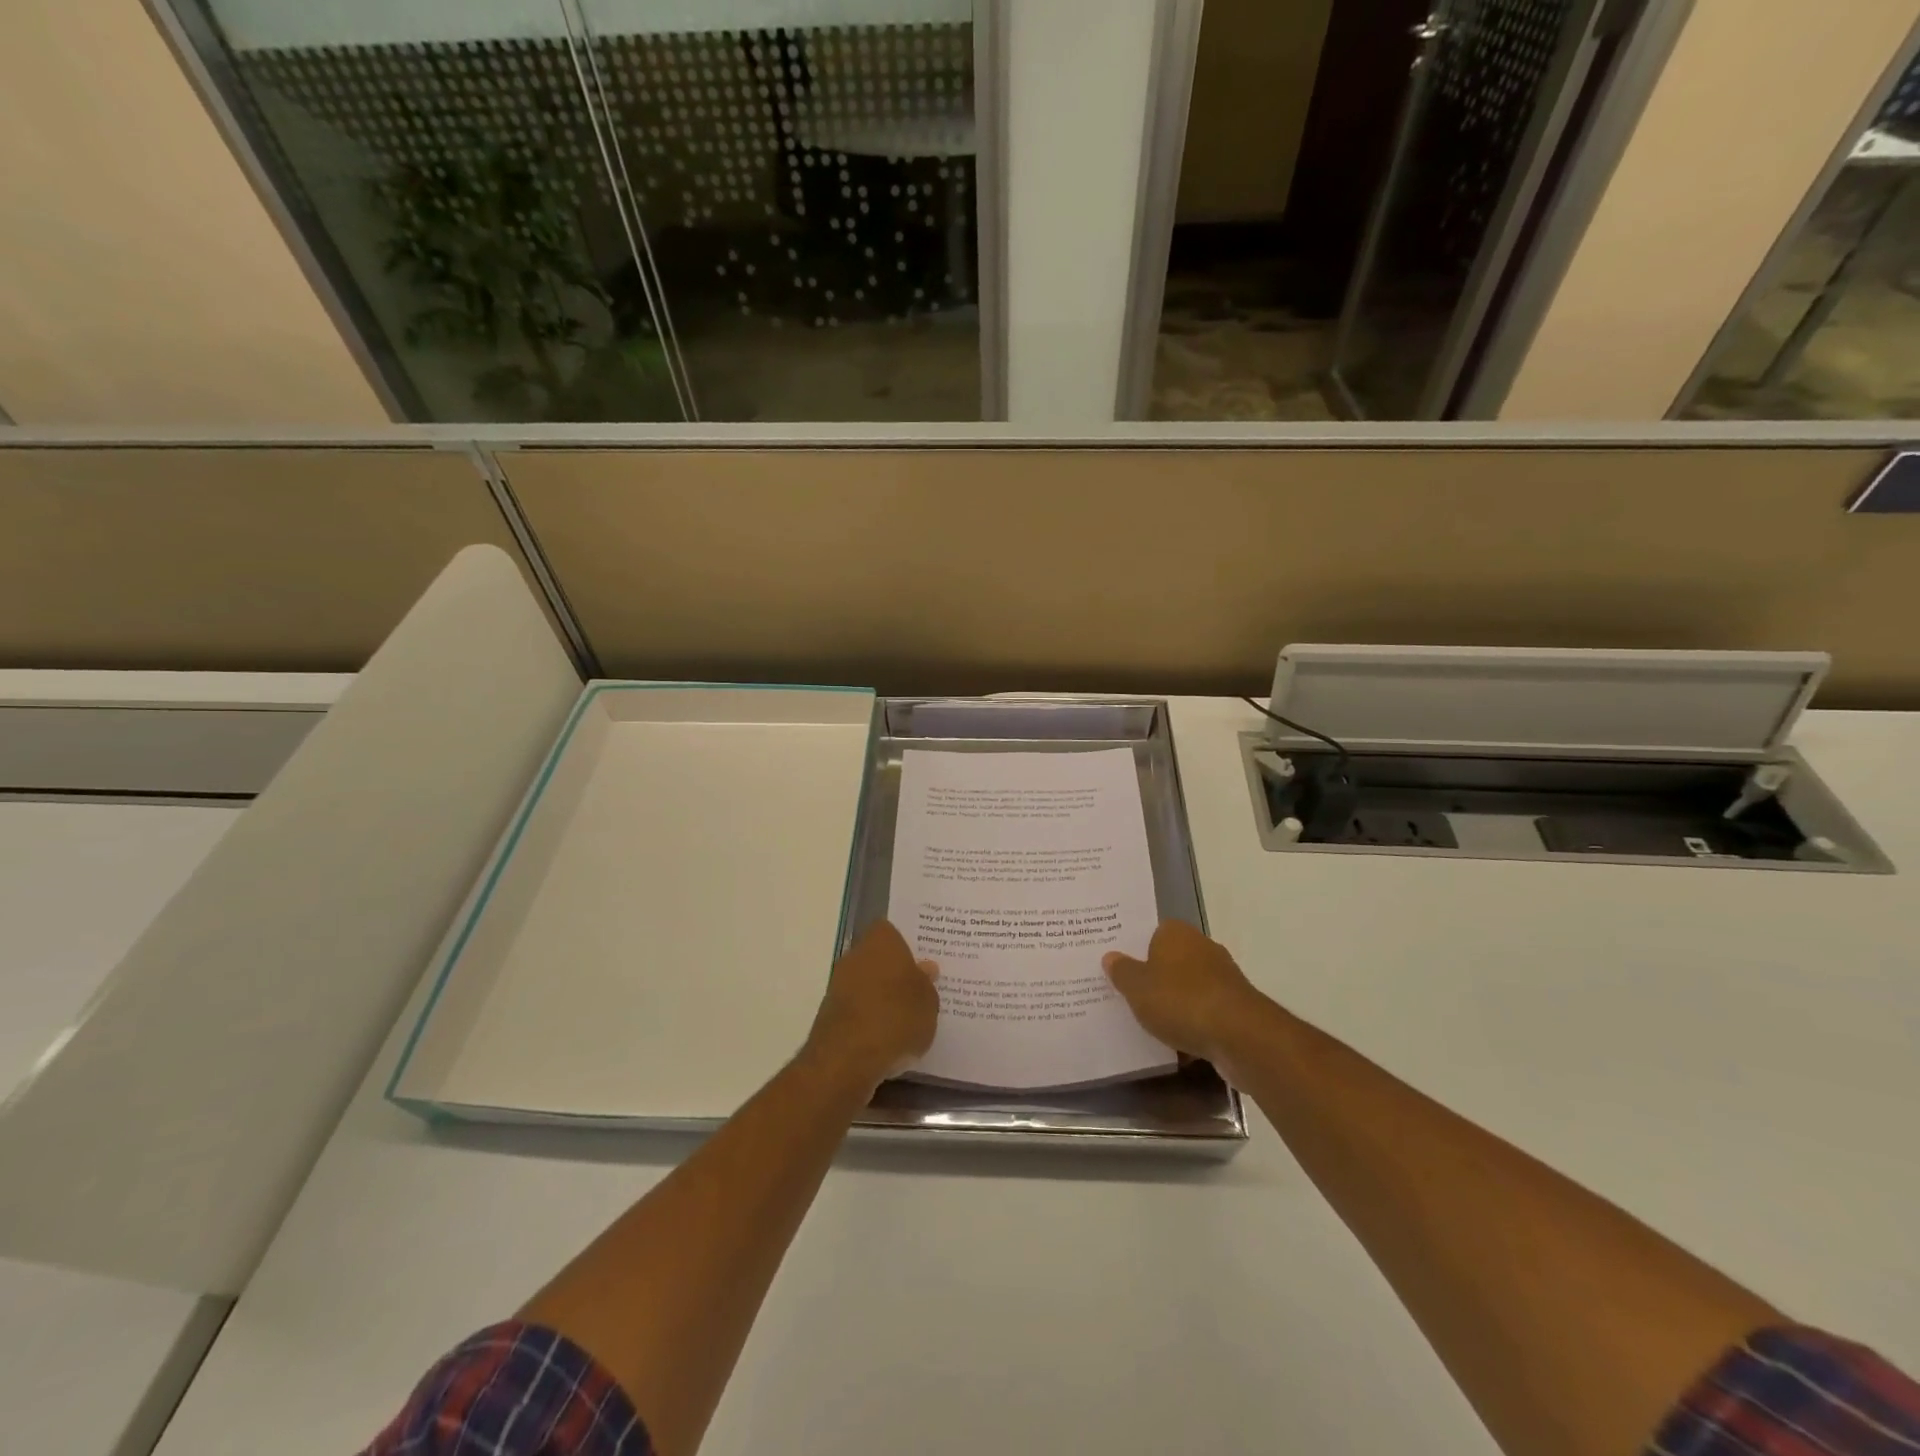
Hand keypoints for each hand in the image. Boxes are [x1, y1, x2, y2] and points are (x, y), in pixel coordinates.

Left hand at [803, 920, 939, 1092]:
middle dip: (895, 972)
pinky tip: (887, 1036)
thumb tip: (925, 969)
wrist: (847, 1059)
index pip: (892, 931)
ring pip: (867, 983)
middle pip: (878, 957)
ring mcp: (839, 984)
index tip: (921, 962)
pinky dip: (870, 1017)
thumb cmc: (896, 1018)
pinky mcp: (830, 1014)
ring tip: (907, 1018)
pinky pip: (857, 1007)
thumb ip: (927, 984)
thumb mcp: (928, 1002)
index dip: (906, 945)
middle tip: (918, 990)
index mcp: (881, 941)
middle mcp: (856, 955)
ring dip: (881, 997)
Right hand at [1104, 921, 1270, 1072]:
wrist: (1239, 1036)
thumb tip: (1111, 956)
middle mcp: (1202, 947)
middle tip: (1128, 994)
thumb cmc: (1180, 1001)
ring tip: (1148, 1023)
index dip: (1134, 949)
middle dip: (1154, 977)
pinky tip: (1176, 1044)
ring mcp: (1222, 977)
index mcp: (1176, 933)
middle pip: (1170, 960)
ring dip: (1174, 1003)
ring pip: (1187, 988)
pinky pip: (1204, 1012)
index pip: (1151, 933)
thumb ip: (1122, 971)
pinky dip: (1192, 1024)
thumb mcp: (1137, 987)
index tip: (1119, 967)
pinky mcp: (1235, 1007)